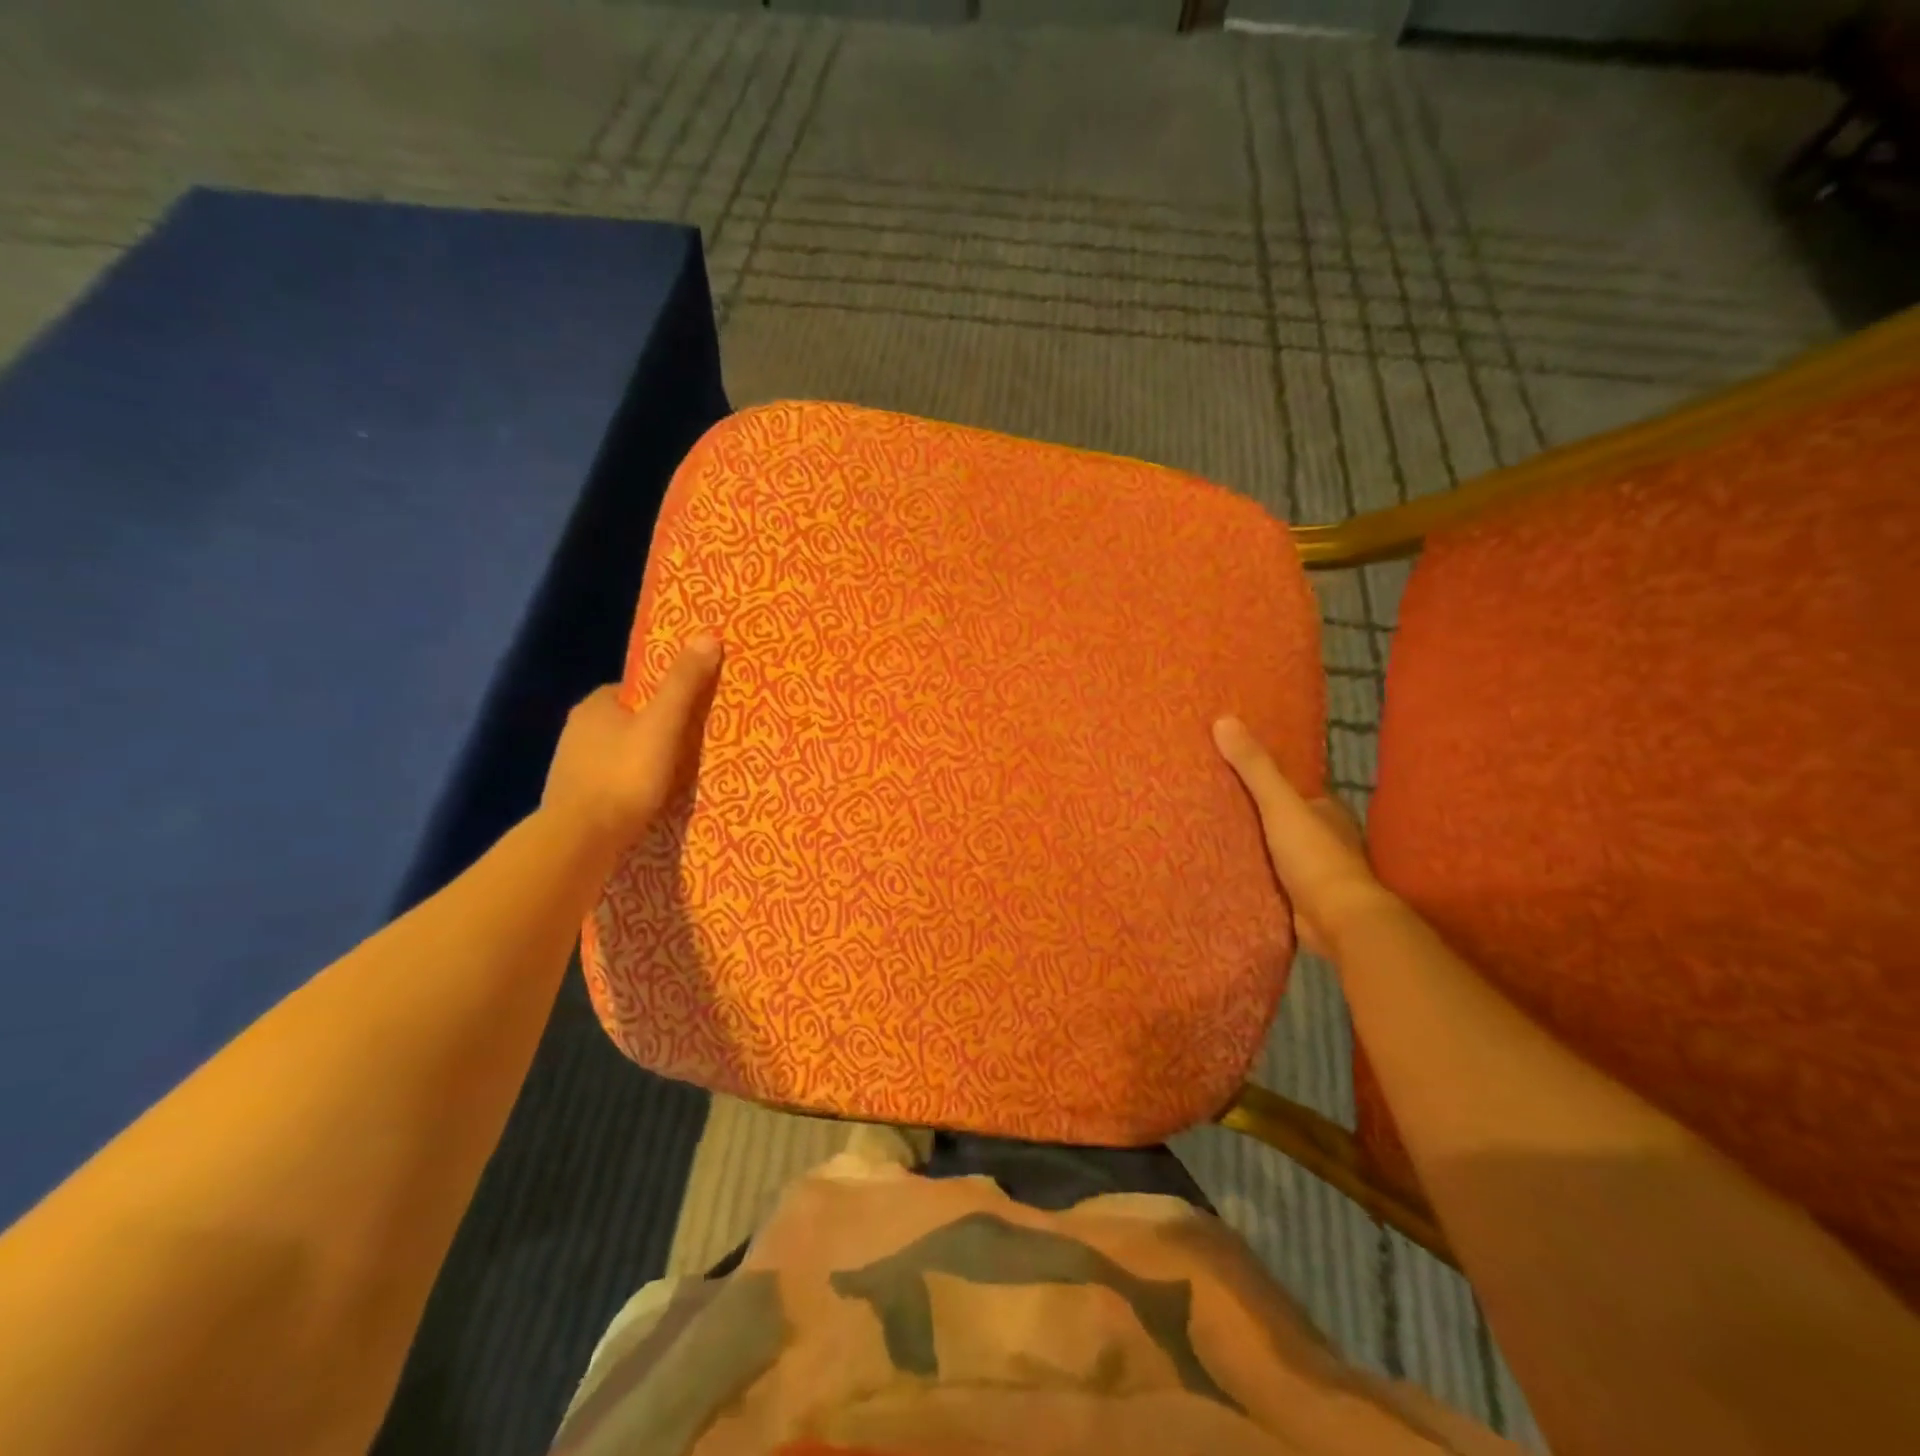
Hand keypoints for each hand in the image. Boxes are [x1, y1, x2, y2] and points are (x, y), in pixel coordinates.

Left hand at [542, 635, 724, 857]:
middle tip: (692, 747)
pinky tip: (650, 801)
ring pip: (619, 753)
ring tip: (677, 777)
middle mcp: (577, 730)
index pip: (636, 690)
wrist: (580, 840)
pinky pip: (612, 781)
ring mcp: (571, 766)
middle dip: (656, 731)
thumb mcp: (663, 724)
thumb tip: (708, 635)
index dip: (665, 698)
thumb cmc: (624, 775)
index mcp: (596, 705)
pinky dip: (630, 786)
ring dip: (643, 761)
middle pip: (629, 721)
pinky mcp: (574, 798)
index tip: (692, 713)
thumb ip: (684, 684)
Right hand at [1212, 715, 1397, 959]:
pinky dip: (1257, 875)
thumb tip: (1224, 720)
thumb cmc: (1314, 856)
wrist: (1338, 920)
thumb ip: (1254, 767)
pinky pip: (1274, 880)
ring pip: (1280, 851)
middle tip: (1216, 804)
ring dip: (1257, 847)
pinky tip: (1231, 872)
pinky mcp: (1304, 900)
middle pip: (1286, 820)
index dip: (1269, 781)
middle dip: (1259, 815)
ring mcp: (1316, 872)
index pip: (1295, 788)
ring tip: (1215, 836)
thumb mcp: (1279, 804)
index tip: (1234, 774)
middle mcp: (1326, 838)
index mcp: (1327, 811)